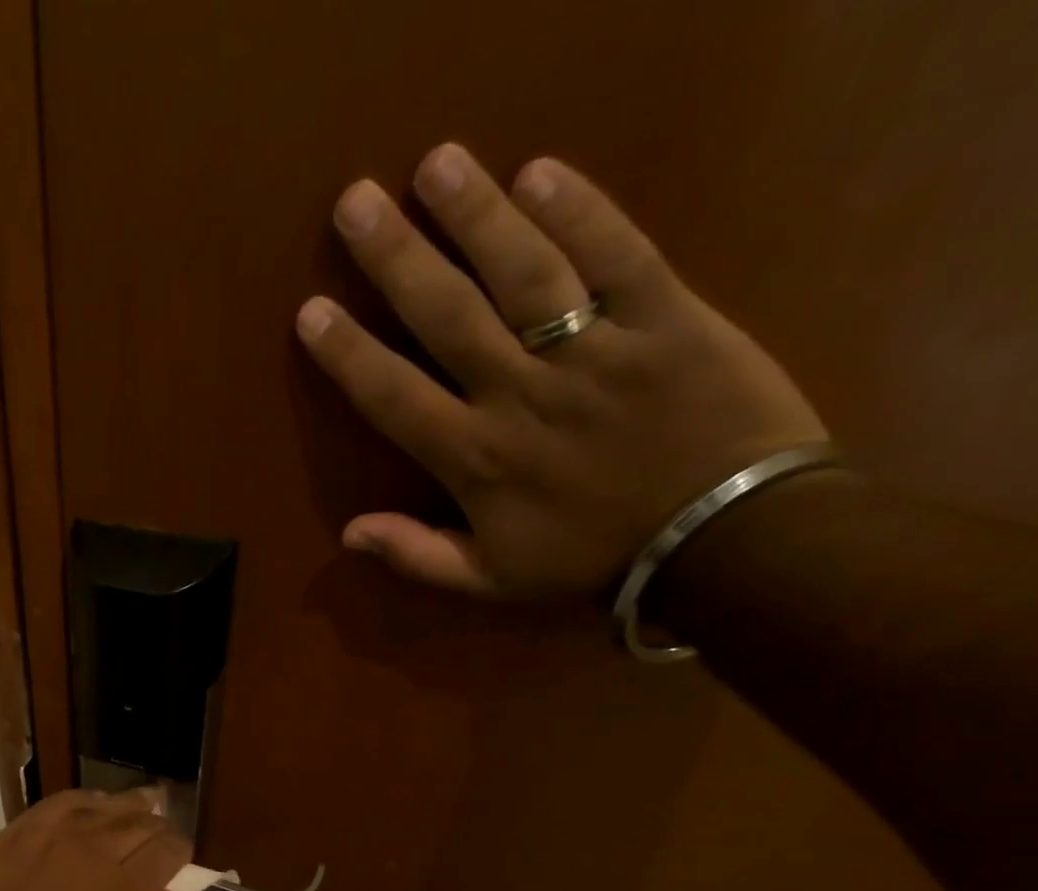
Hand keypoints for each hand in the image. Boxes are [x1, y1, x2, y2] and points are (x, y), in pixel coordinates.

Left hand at [0, 788, 191, 890]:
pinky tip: (94, 811)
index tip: (177, 864)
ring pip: (113, 803)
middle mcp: (97, 850)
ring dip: (133, 809)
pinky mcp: (27, 823)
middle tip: (156, 845)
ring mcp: (59, 831)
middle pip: (146, 820)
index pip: (170, 849)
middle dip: (160, 831)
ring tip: (136, 817)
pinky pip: (71, 798)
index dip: (181, 853)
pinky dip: (92, 801)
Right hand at [295, 145, 826, 599]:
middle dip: (397, 258)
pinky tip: (540, 172)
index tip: (312, 310)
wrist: (725, 541)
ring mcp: (597, 351)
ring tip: (436, 163)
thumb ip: (418, 556)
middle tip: (355, 202)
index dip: (350, 354)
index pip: (396, 397)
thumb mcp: (491, 580)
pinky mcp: (669, 319)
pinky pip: (621, 256)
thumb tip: (349, 534)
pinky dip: (584, 212)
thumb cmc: (593, 560)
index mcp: (477, 459)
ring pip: (526, 274)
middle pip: (449, 316)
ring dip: (477, 216)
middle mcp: (523, 395)